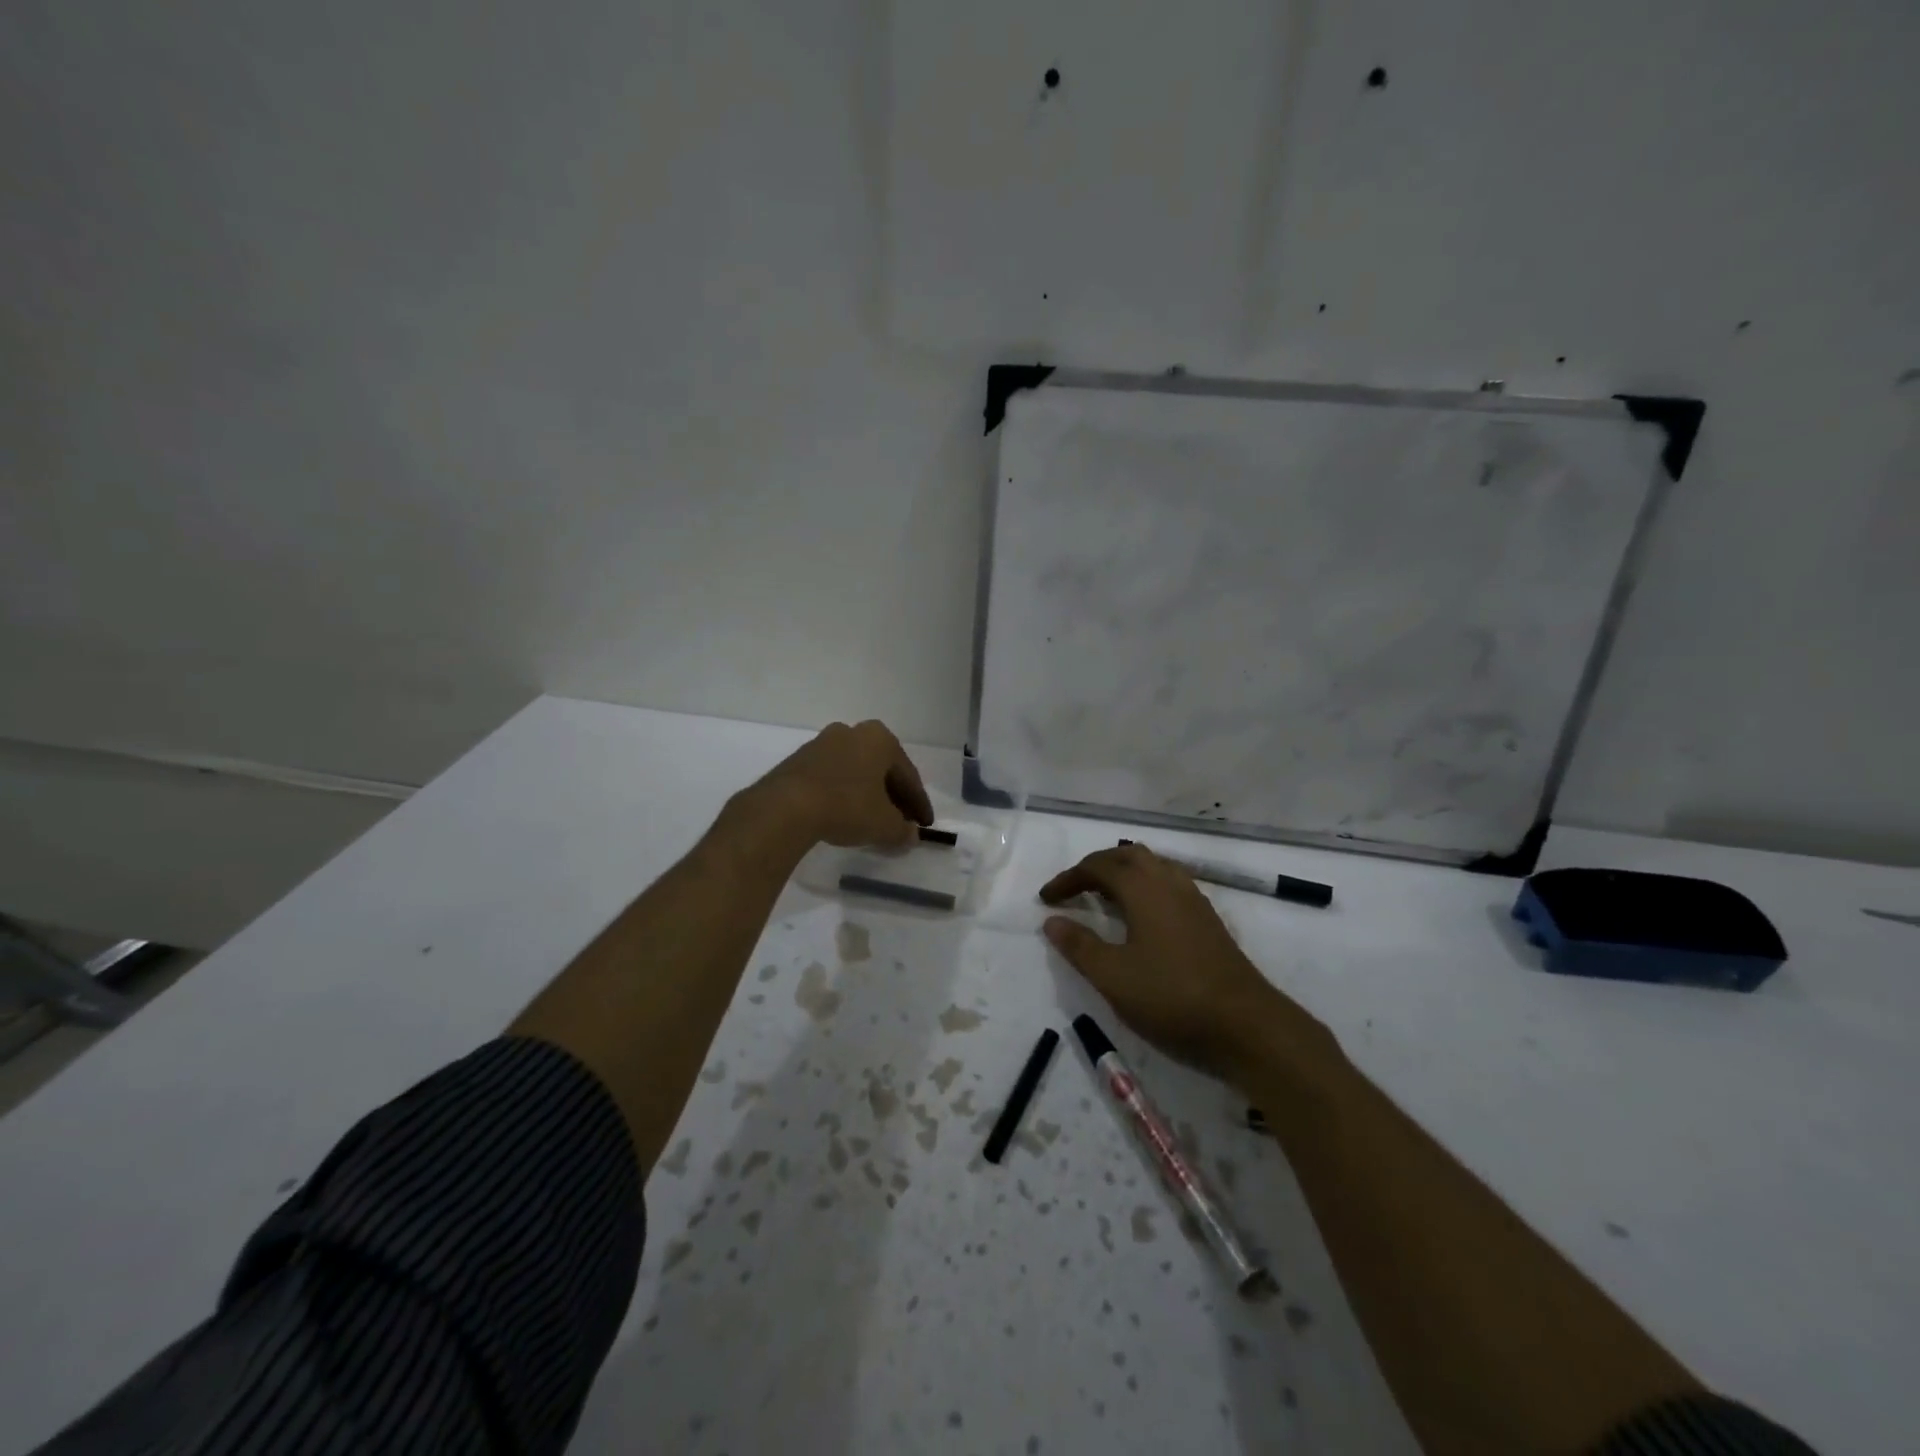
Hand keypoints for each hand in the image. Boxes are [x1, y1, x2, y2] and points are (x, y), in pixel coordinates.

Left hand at [744, 720, 933, 850]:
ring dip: (867, 794)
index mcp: (880, 739)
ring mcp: (822, 743)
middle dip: (893, 796)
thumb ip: (902, 830)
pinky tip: (844, 814)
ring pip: (856, 771)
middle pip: (882, 769)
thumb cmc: (847, 806)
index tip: (925, 825)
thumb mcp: (884, 825)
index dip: (919, 804)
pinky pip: (832, 777)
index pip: (908, 775)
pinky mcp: (799, 760)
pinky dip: (843, 794)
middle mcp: (853, 732)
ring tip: (872, 820)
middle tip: (901, 822)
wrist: (786, 807)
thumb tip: (909, 835)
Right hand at [1040, 844, 1329, 1084]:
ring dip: (1123, 873)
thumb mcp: (1113, 976)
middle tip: (1073, 889)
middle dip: (1096, 867)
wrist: (1245, 1024)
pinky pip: (1168, 884)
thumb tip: (1052, 921)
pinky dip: (1144, 887)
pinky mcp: (1208, 920)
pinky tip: (1140, 916)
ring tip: (1103, 897)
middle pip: (1128, 857)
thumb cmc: (1172, 996)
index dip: (1068, 879)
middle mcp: (1169, 883)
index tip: (1046, 899)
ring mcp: (1193, 900)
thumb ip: (1079, 946)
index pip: (1098, 867)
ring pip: (1153, 867)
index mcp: (1143, 888)